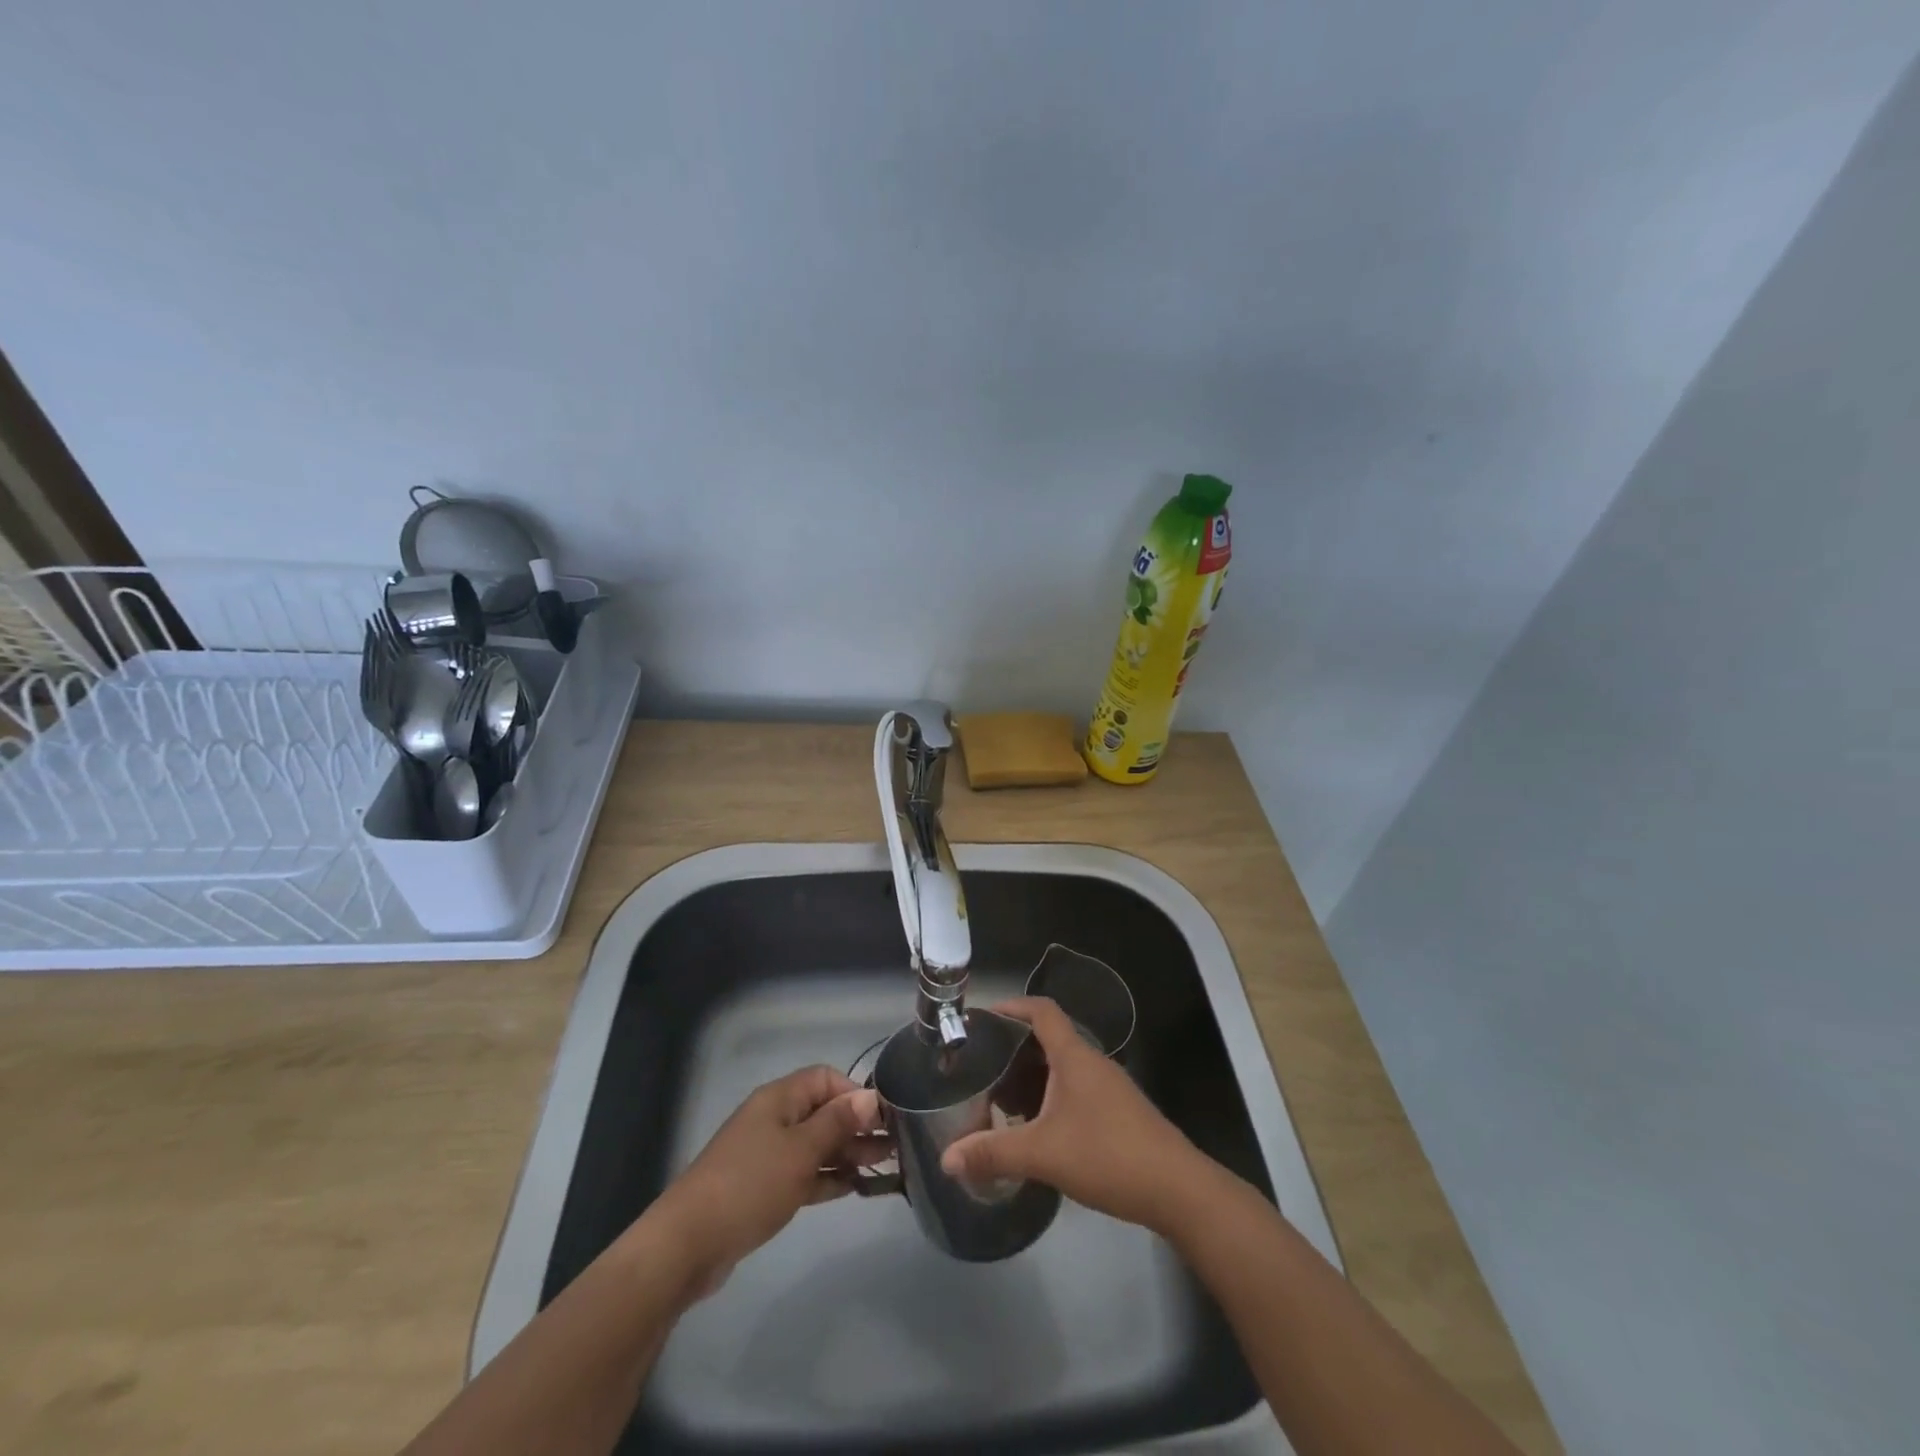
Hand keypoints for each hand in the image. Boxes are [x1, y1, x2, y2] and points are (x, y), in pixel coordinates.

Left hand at [651, 1066, 883, 1295]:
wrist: (689, 1243)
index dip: (855, 1093)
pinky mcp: (763, 1188)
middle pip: (823, 1112)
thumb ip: (838, 1123)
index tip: (883, 1117)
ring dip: (847, 1153)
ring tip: (884, 1167)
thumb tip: (871, 1097)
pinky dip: (827, 1177)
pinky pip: (804, 1172)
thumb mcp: (801, 1150)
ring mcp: (767, 1154)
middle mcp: (774, 1119)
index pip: (825, 1078)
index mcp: (779, 1099)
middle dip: (857, 1126)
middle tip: (894, 1146)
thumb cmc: (750, 1184)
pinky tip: (853, 1188)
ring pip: (816, 1144)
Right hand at [941, 997, 1208, 1232]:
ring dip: (1032, 1077)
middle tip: (982, 1068)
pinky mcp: (1118, 1113)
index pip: (1042, 1010)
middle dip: (1013, 1049)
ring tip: (1002, 1102)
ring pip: (1062, 1068)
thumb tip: (946, 1159)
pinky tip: (1038, 1130)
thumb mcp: (1043, 1154)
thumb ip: (993, 1153)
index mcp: (1074, 1056)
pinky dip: (1050, 1098)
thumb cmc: (1108, 1155)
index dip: (1012, 1005)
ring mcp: (1109, 1088)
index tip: (982, 1017)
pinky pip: (1075, 1091)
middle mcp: (1092, 1063)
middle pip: (1048, 1038)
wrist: (1178, 1190)